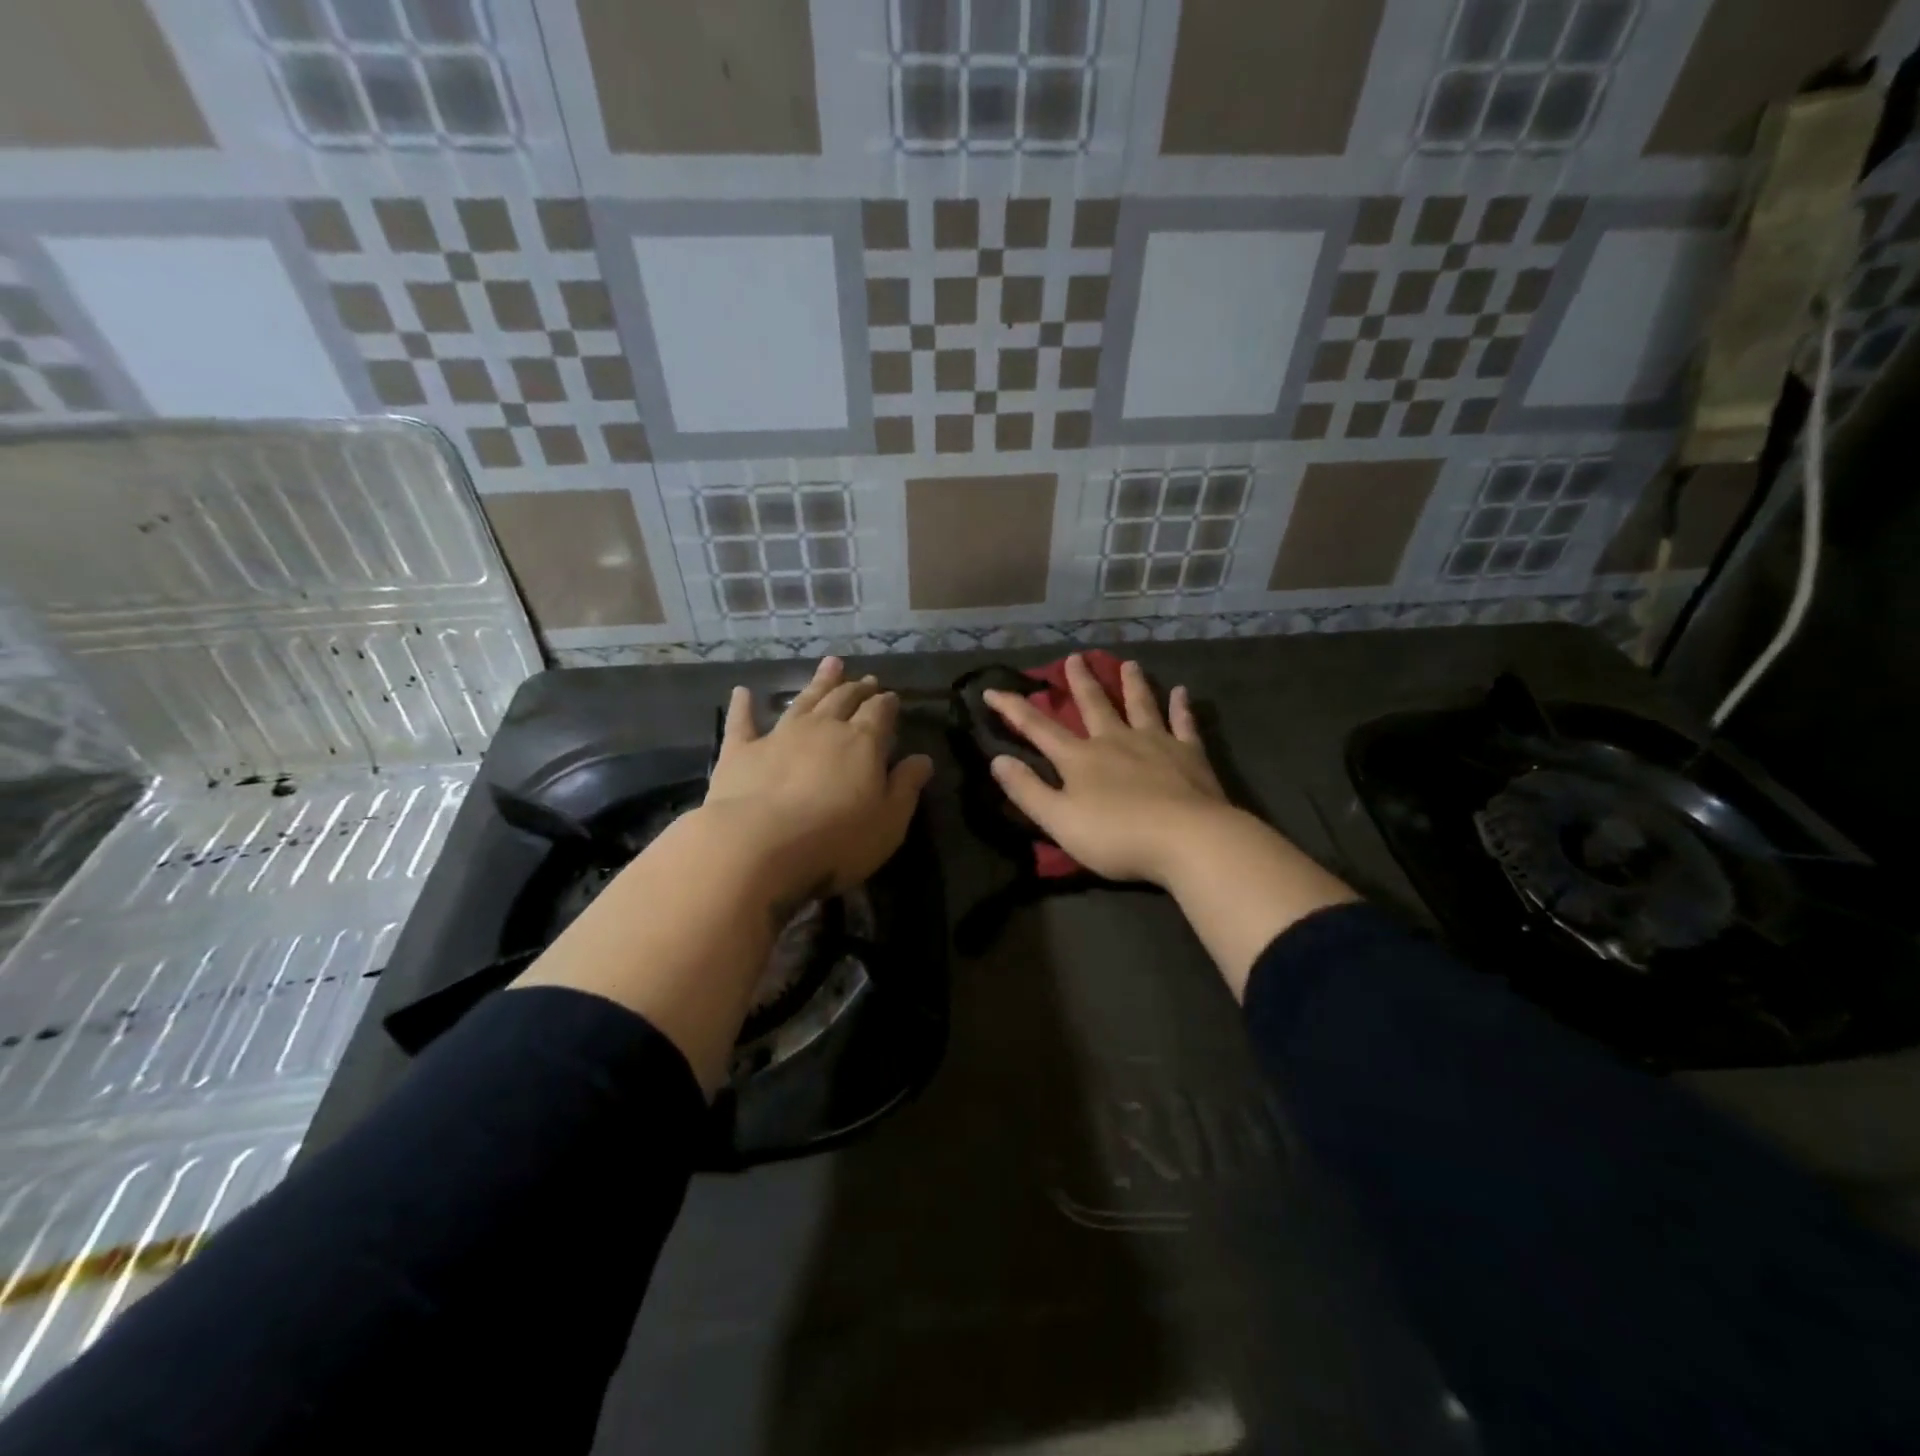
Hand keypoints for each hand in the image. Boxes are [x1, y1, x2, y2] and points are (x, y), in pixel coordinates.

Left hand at [700, 657, 932, 901]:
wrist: (758, 843)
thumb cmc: (835, 838)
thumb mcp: (888, 821)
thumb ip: (906, 787)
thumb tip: (923, 759)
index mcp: (861, 742)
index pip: (879, 713)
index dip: (887, 703)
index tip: (891, 697)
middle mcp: (822, 728)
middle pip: (843, 699)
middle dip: (857, 688)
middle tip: (866, 679)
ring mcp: (780, 735)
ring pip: (803, 700)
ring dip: (818, 682)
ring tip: (830, 664)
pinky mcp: (741, 751)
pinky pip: (742, 722)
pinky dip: (743, 706)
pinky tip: (742, 692)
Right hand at [984, 655, 1233, 886]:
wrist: (1187, 839)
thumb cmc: (1116, 836)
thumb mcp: (1059, 820)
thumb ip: (1027, 790)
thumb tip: (997, 760)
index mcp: (1080, 758)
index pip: (1038, 728)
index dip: (1013, 709)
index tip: (992, 691)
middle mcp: (1115, 740)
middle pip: (1094, 705)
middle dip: (1080, 682)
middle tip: (1075, 657)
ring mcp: (1155, 743)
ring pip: (1140, 705)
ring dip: (1132, 684)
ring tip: (1129, 663)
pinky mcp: (1189, 755)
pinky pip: (1183, 723)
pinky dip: (1181, 707)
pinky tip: (1181, 692)